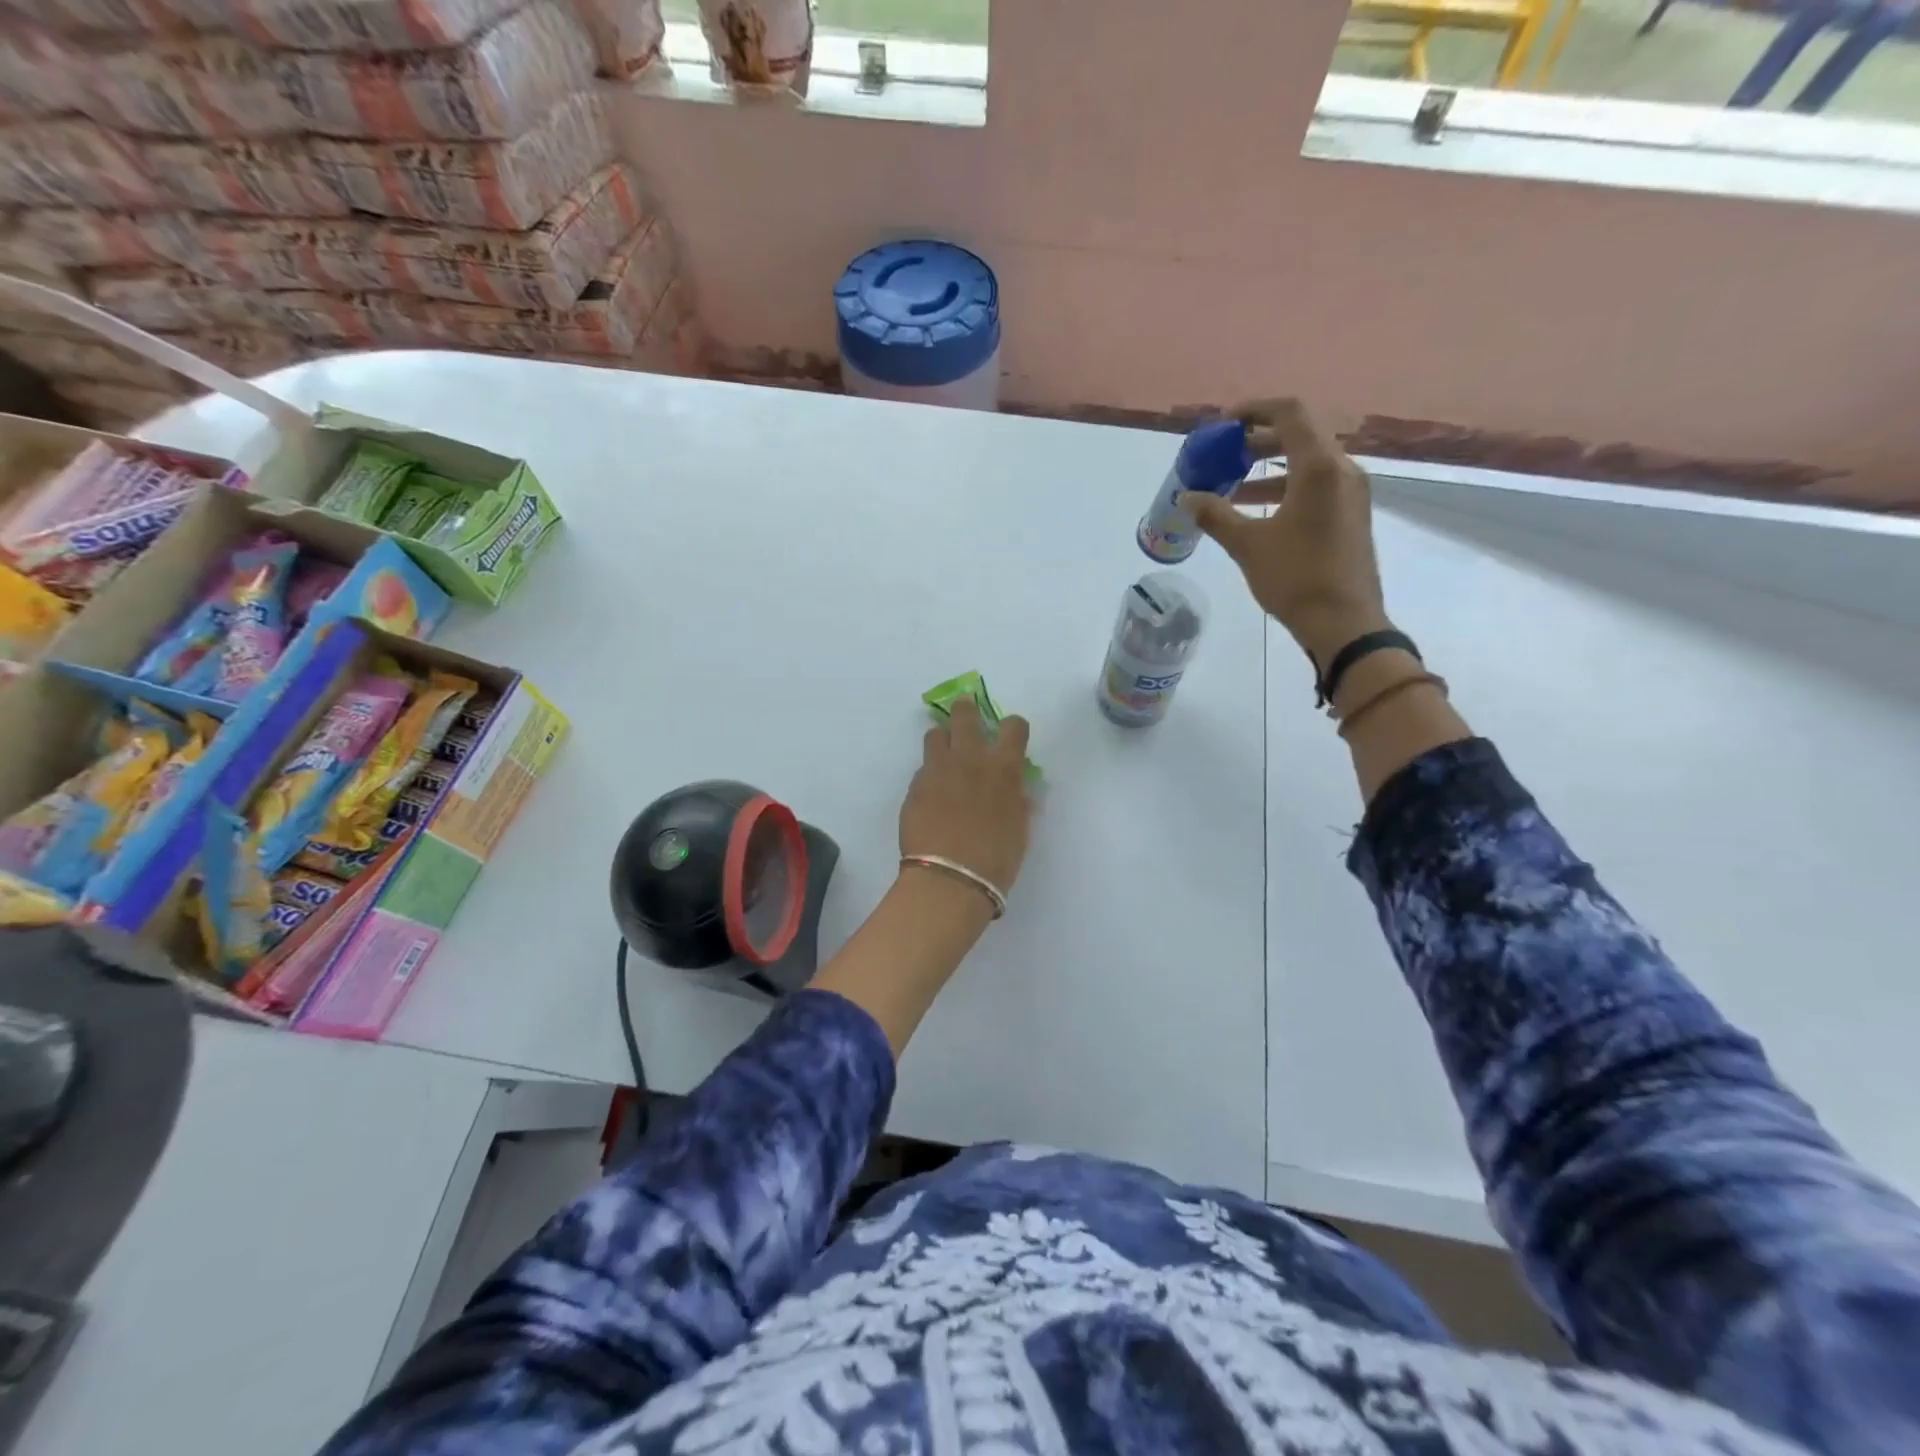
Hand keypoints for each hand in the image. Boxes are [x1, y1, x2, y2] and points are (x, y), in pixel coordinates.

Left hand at [900, 695, 1031, 898]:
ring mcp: (938, 770)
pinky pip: (923, 767)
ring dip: (943, 739)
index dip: (1013, 727)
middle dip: (967, 711)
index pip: (1013, 726)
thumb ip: (1018, 801)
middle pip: (965, 715)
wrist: (949, 879)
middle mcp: (970, 759)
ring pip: (935, 734)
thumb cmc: (996, 859)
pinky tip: (933, 793)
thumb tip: (1017, 790)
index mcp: (1003, 768)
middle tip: (967, 717)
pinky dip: (930, 772)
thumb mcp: (1020, 829)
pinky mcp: (915, 786)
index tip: (1010, 735)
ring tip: (946, 754)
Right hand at [1181, 398, 1389, 667]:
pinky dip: (1285, 487)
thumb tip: (1188, 497)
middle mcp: (1342, 470)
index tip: (1223, 423)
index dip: (1254, 409)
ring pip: (1307, 462)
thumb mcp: (1248, 545)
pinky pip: (1316, 485)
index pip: (1289, 413)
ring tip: (1231, 487)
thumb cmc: (1296, 578)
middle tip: (1223, 454)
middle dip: (1257, 441)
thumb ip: (1216, 515)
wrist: (1345, 622)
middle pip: (1299, 435)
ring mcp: (1351, 492)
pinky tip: (1257, 511)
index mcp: (1319, 467)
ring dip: (1268, 468)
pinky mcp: (1351, 514)